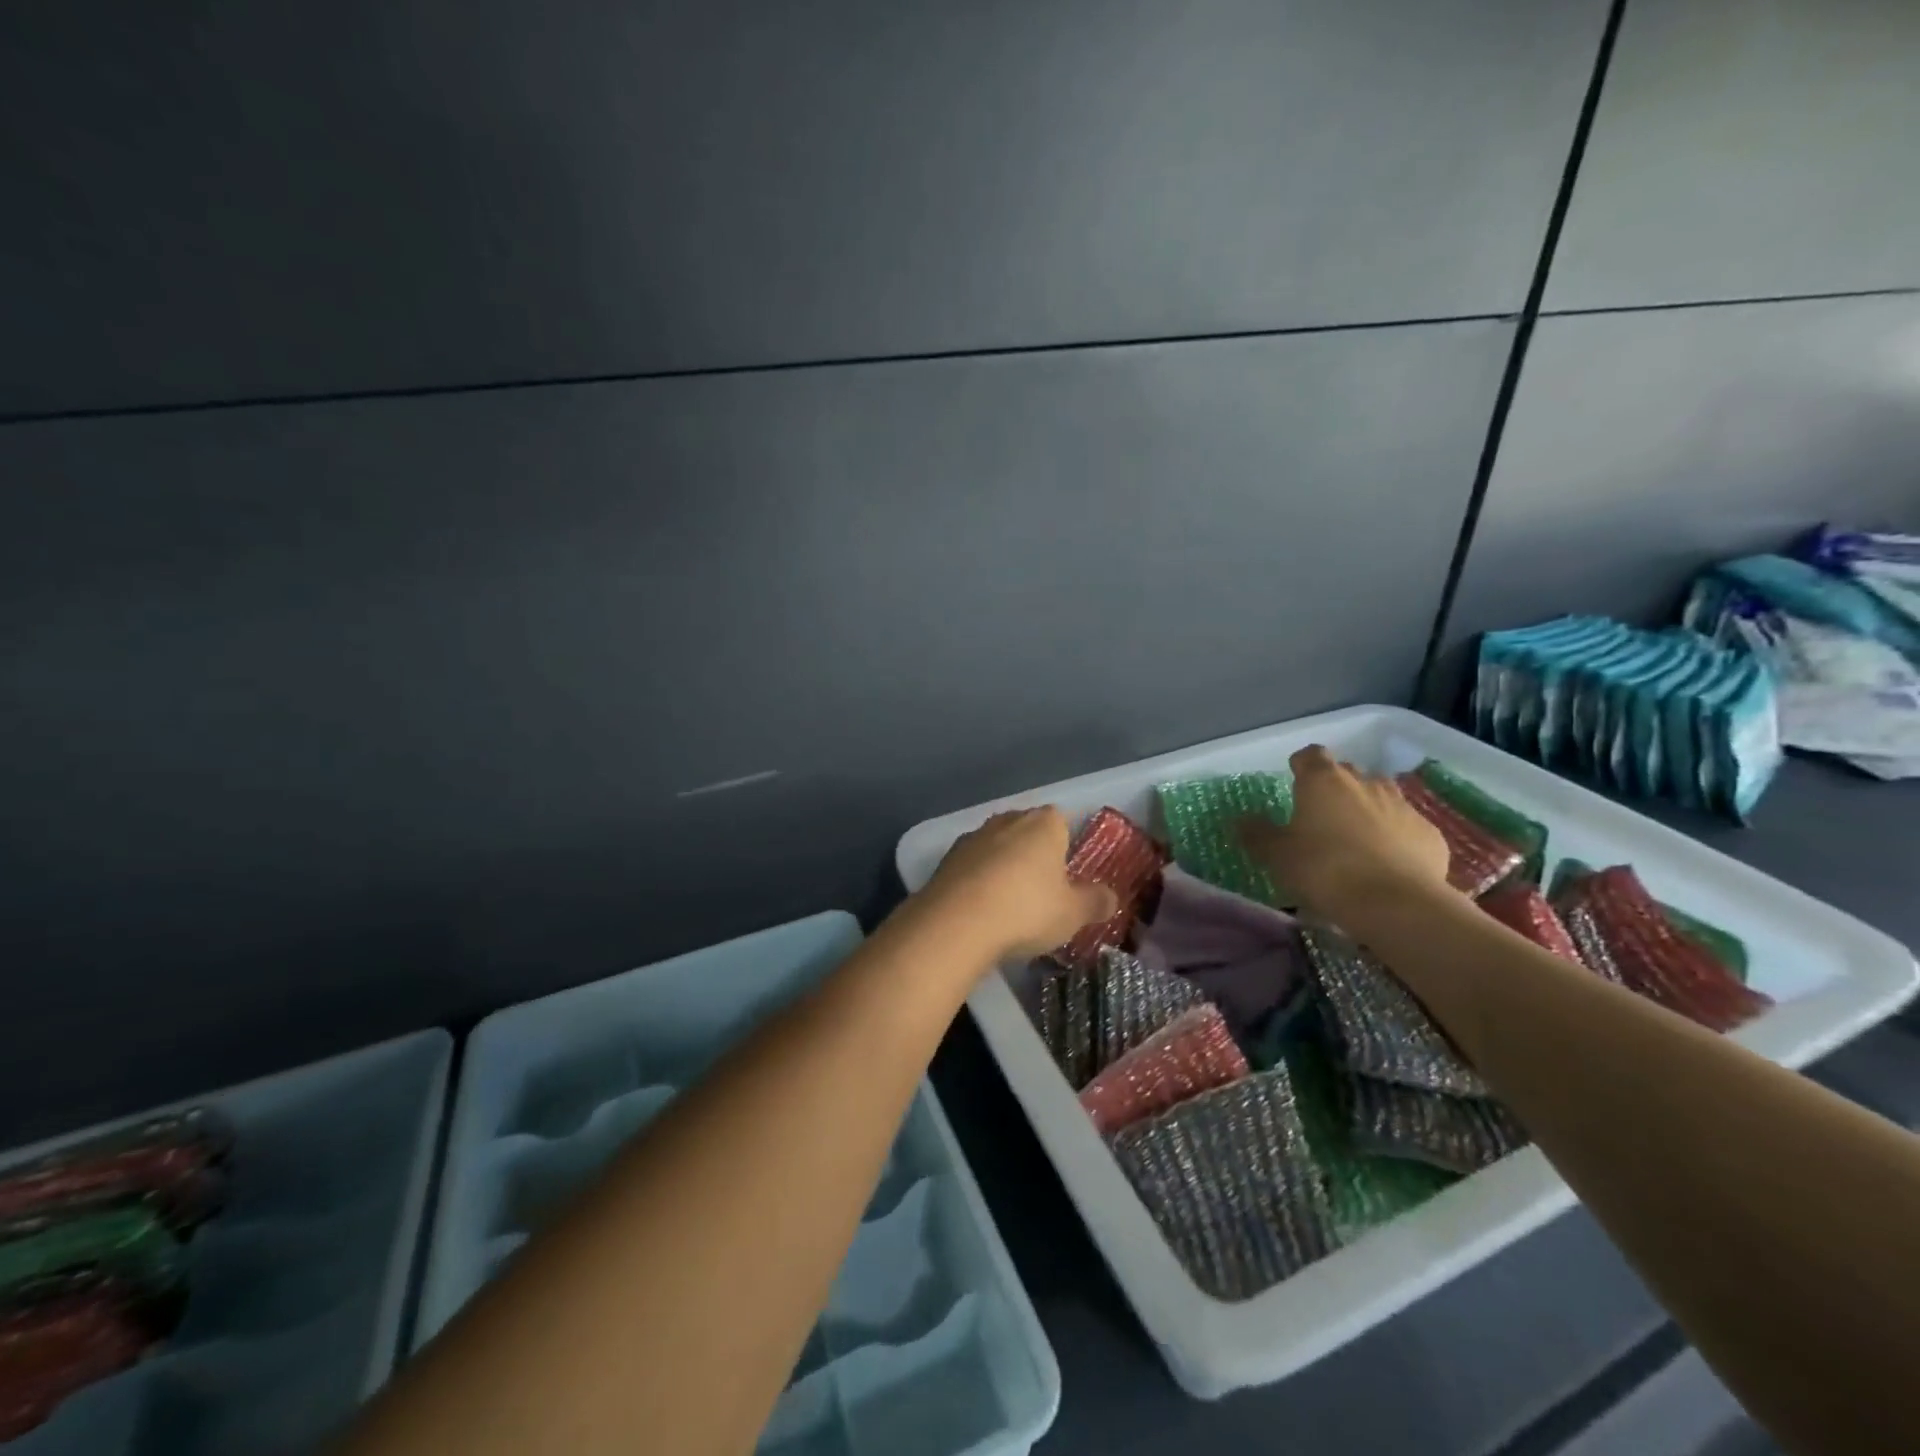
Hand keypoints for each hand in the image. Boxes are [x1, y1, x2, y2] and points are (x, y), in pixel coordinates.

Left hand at [918, 808, 1119, 960]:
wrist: (956, 923)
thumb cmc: (1027, 910)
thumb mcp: (1073, 913)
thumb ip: (1095, 902)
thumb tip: (1111, 897)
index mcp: (1043, 823)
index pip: (1062, 820)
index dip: (1066, 843)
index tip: (1069, 872)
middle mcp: (1007, 820)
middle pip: (1027, 831)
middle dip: (1034, 854)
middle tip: (1043, 890)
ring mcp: (973, 837)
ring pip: (997, 847)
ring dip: (1004, 867)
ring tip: (1011, 903)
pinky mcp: (946, 859)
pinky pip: (972, 866)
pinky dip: (979, 881)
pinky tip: (982, 910)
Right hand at [1238, 745, 1453, 927]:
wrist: (1396, 904)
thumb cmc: (1324, 870)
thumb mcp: (1277, 855)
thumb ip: (1257, 834)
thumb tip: (1241, 819)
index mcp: (1323, 781)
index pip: (1310, 755)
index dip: (1301, 766)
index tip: (1294, 782)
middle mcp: (1365, 783)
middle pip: (1347, 774)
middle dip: (1335, 789)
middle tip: (1321, 817)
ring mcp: (1402, 806)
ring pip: (1380, 797)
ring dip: (1367, 810)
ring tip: (1354, 840)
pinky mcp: (1430, 834)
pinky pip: (1406, 827)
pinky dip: (1395, 838)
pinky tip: (1387, 864)